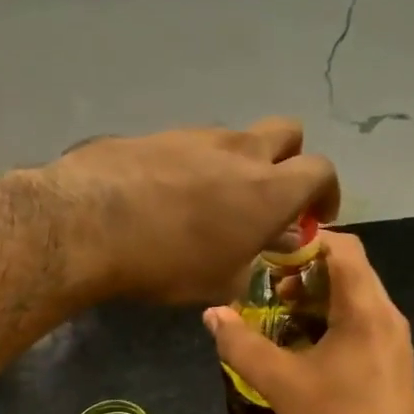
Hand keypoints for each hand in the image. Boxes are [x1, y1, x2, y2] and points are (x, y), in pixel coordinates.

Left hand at [40, 118, 340, 304]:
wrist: (87, 223)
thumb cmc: (166, 262)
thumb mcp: (220, 280)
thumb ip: (253, 260)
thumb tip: (266, 244)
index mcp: (269, 189)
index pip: (321, 170)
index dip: (326, 192)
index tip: (314, 217)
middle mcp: (240, 150)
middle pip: (288, 132)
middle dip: (290, 159)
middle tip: (271, 195)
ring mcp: (196, 135)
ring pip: (236, 138)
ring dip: (237, 163)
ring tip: (211, 201)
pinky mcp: (157, 133)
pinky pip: (192, 144)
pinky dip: (195, 164)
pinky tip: (169, 195)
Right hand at [202, 229, 413, 413]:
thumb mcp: (281, 384)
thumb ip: (243, 345)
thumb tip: (213, 314)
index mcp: (365, 310)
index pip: (342, 247)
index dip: (304, 243)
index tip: (268, 257)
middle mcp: (386, 314)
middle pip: (348, 269)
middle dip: (305, 271)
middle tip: (269, 289)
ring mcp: (393, 338)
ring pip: (354, 295)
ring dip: (316, 296)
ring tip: (281, 316)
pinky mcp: (391, 359)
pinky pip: (361, 320)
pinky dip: (331, 318)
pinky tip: (303, 344)